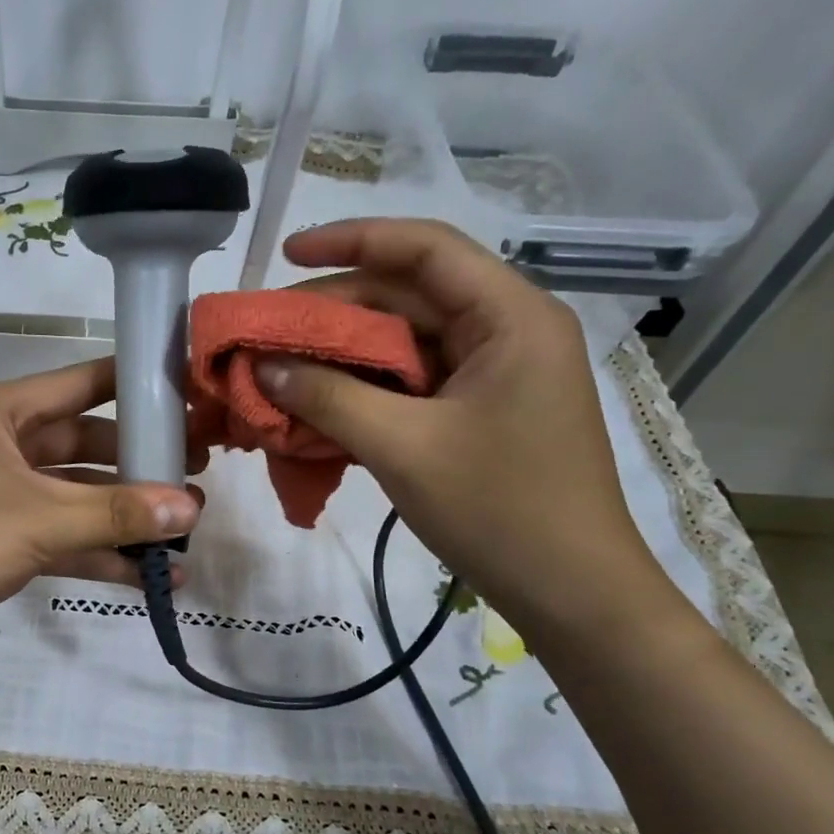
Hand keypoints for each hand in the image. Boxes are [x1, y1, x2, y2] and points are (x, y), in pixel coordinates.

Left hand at [0, 357, 202, 671]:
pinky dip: (102, 553)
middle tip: (200, 472)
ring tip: (188, 529)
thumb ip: (115, 513)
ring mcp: (3, 495)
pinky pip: (64, 536)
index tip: (192, 396)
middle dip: (140, 462)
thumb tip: (192, 507)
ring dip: (126, 515)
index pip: (82, 383)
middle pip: (87, 443)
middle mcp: (2, 444)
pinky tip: (152, 575)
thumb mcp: (36, 520)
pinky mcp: (4, 539)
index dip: (138, 386)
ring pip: (78, 495)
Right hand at [259, 219, 666, 633]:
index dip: (352, 241)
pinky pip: (411, 382)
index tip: (287, 253)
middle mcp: (505, 331)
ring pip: (405, 342)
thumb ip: (329, 398)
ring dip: (343, 355)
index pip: (424, 249)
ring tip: (280, 370)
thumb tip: (262, 367)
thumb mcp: (403, 447)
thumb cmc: (500, 510)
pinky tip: (317, 405)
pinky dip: (363, 389)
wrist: (571, 592)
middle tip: (268, 333)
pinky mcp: (478, 410)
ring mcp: (493, 373)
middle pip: (408, 296)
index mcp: (509, 318)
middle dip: (334, 311)